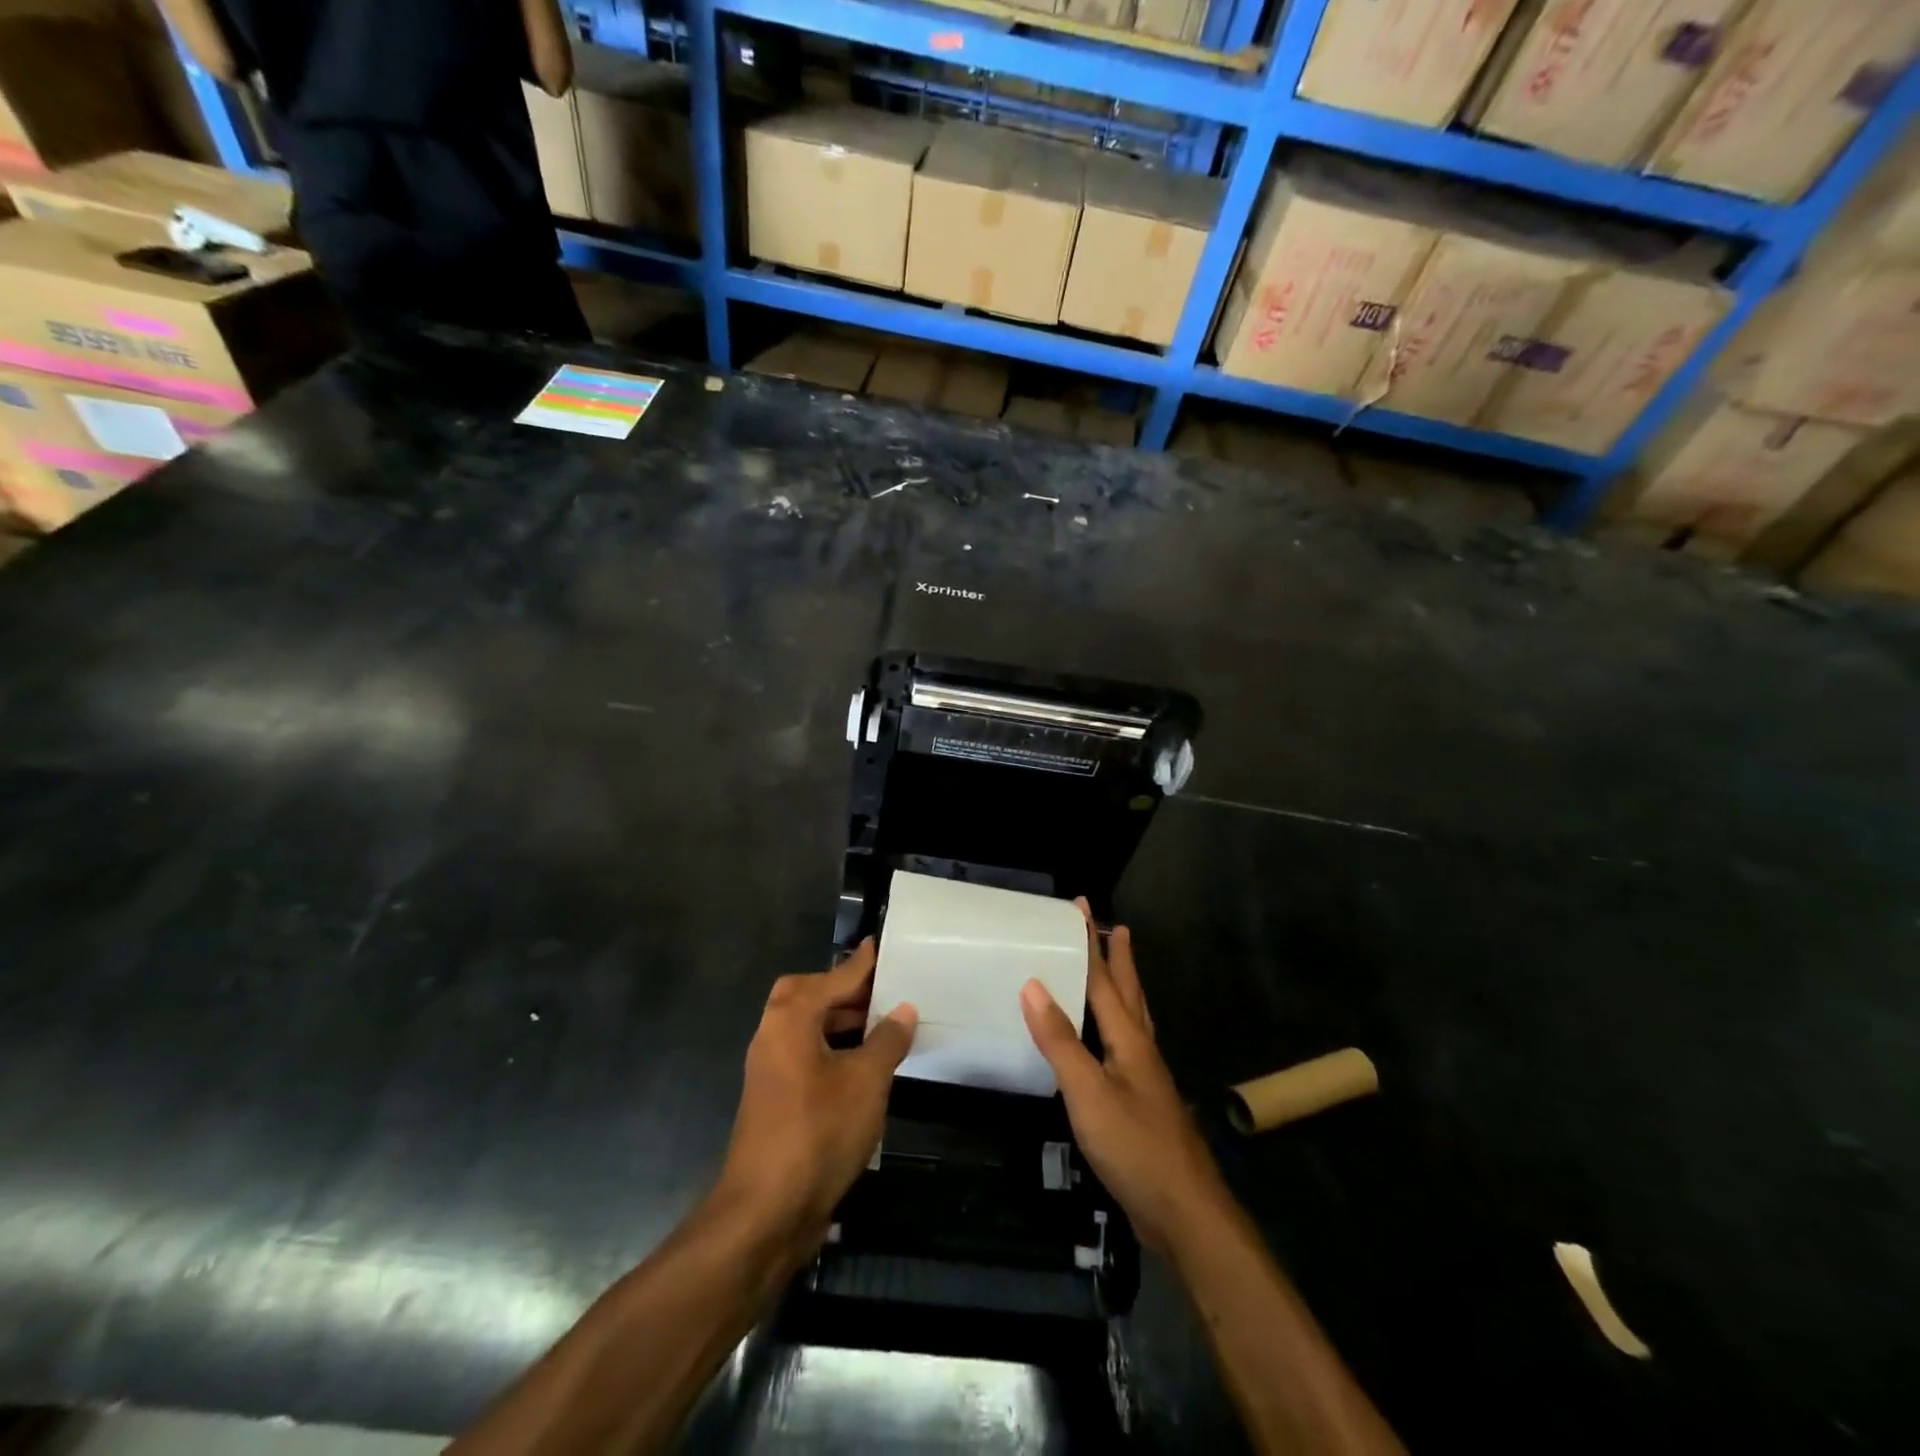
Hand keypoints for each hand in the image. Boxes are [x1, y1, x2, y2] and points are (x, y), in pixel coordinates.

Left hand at [713, 940, 916, 1261]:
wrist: (765, 1211)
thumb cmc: (818, 1132)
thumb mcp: (866, 1081)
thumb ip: (887, 1040)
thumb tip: (902, 1010)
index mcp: (790, 1019)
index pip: (832, 979)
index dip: (859, 964)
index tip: (878, 946)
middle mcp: (773, 1036)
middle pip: (806, 996)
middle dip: (842, 991)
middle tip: (881, 992)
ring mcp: (770, 1070)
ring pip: (805, 1028)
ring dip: (840, 1022)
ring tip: (881, 1026)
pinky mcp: (775, 1100)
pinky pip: (805, 1055)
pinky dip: (832, 1049)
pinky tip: (864, 1067)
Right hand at [1020, 903, 1228, 1255]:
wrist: (1185, 1213)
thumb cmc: (1135, 1146)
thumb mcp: (1088, 1092)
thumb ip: (1060, 1040)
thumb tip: (1033, 984)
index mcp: (1128, 1039)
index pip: (1104, 979)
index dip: (1091, 942)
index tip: (1082, 906)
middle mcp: (1141, 1049)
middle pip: (1129, 992)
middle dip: (1118, 957)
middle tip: (1113, 926)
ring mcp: (1146, 1078)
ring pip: (1134, 1018)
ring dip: (1124, 987)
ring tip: (1119, 967)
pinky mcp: (1142, 1103)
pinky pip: (1127, 1046)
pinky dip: (1117, 1025)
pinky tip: (1109, 1039)